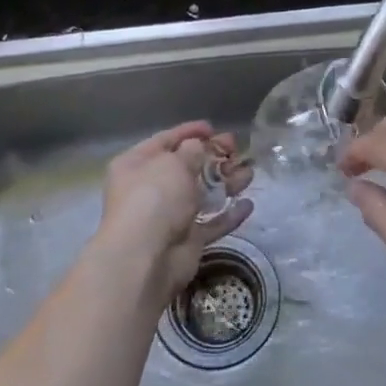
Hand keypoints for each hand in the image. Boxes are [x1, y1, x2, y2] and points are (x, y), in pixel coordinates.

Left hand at [93, 122, 252, 305]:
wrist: (146, 257)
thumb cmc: (154, 198)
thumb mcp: (173, 163)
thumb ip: (191, 151)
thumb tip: (197, 147)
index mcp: (136, 165)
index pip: (165, 141)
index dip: (189, 132)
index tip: (213, 128)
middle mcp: (149, 189)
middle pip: (186, 167)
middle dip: (213, 157)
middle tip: (236, 148)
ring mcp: (168, 216)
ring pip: (202, 195)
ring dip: (226, 183)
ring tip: (249, 173)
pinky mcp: (186, 240)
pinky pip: (211, 223)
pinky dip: (229, 214)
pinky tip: (248, 205)